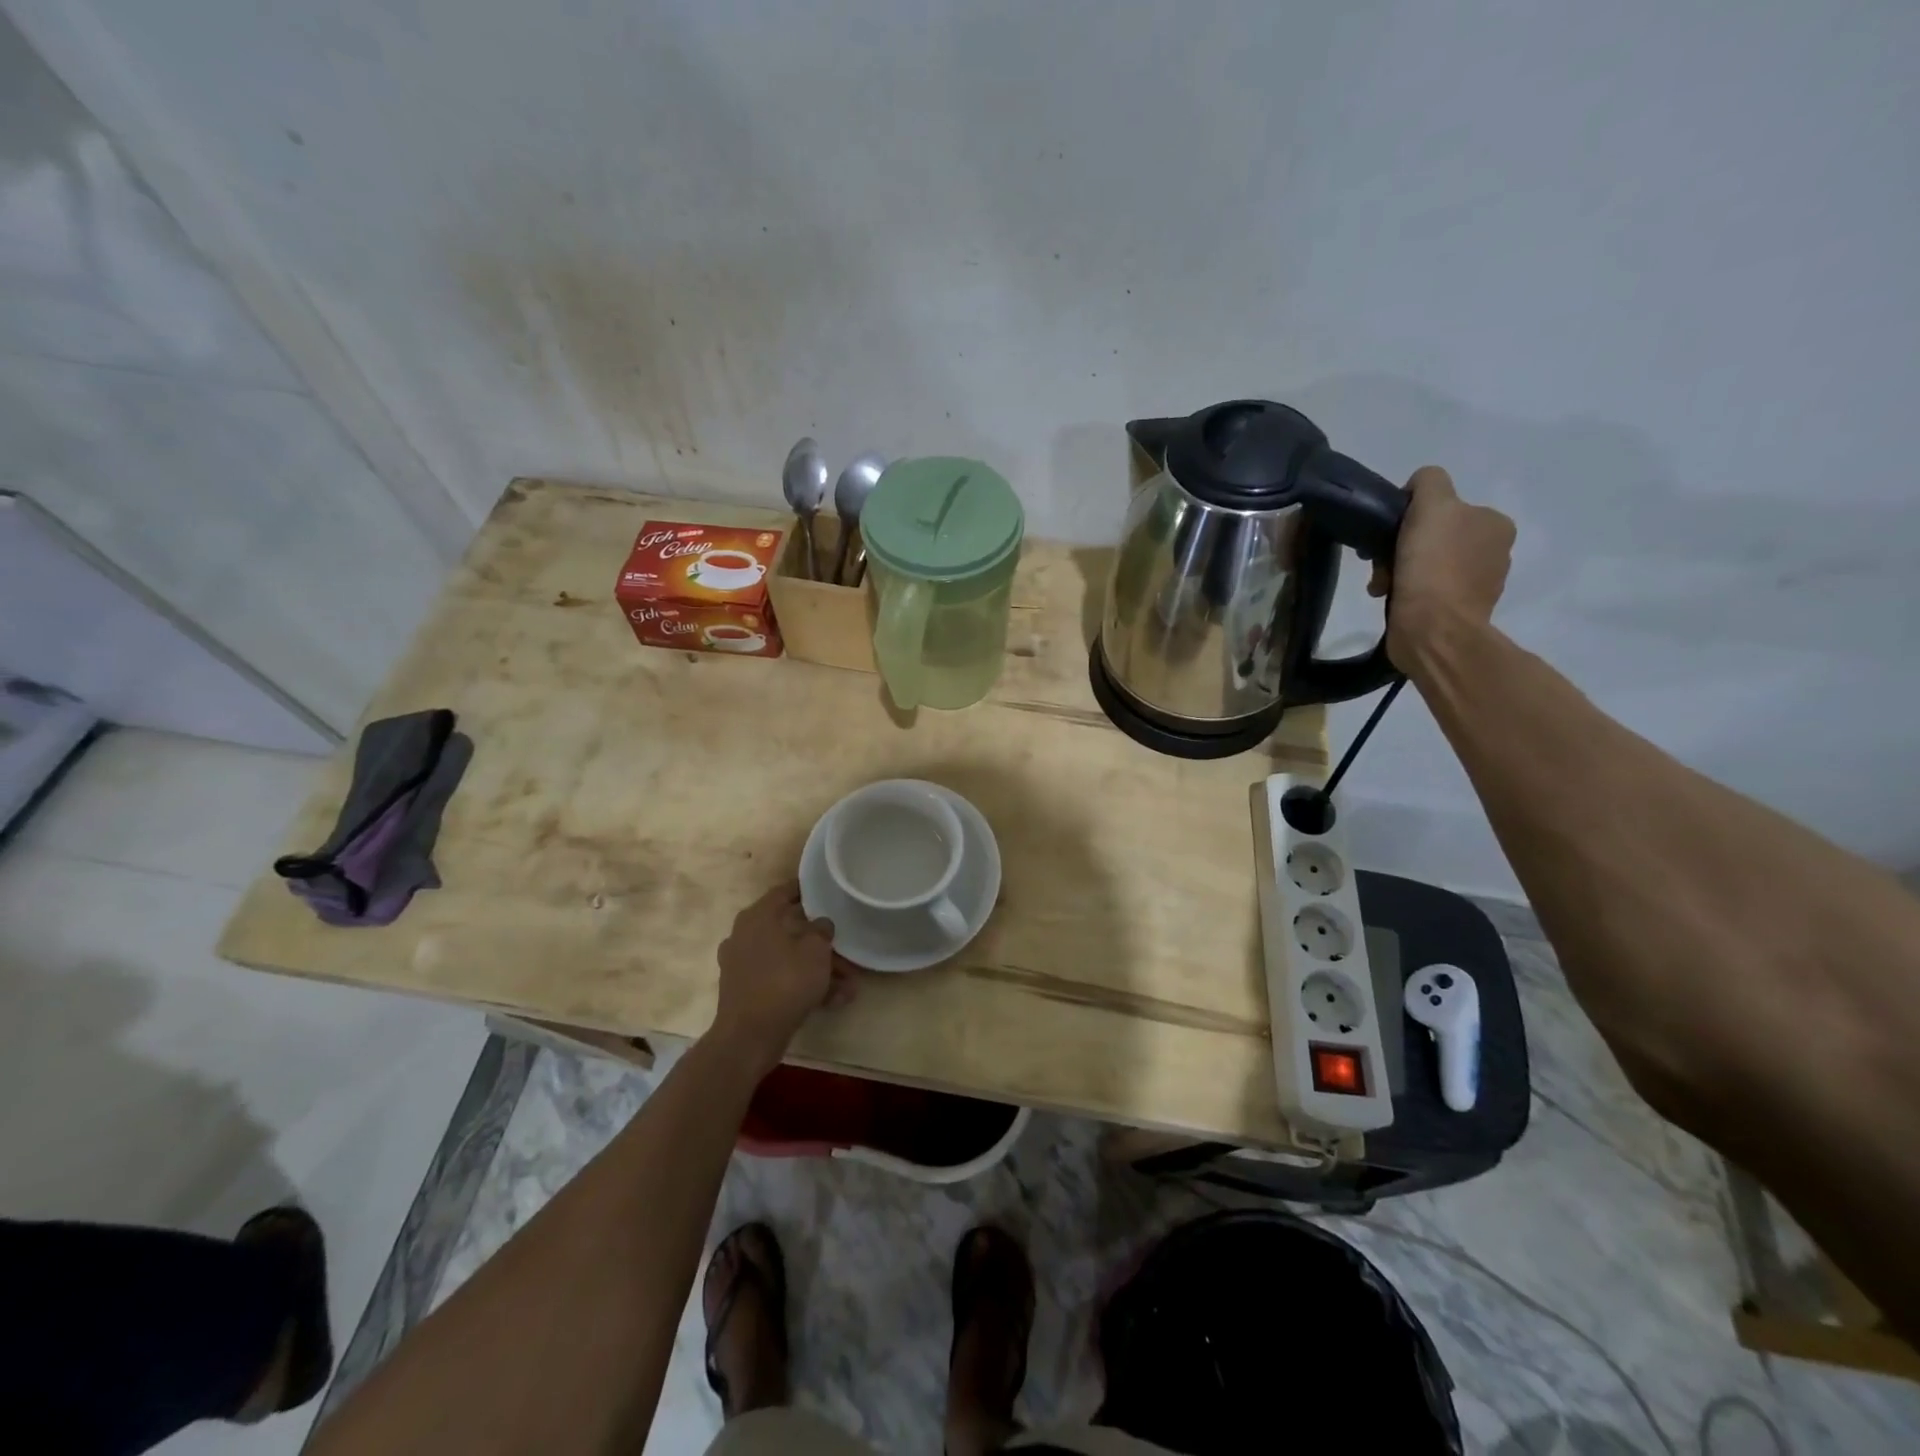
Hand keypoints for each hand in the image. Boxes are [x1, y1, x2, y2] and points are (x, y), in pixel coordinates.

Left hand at [711, 881, 857, 1068]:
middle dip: (820, 943)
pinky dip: (803, 987)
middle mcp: (745, 935)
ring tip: (849, 986)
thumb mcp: (816, 950)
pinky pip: (780, 980)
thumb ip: (822, 930)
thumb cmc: (785, 982)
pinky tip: (833, 1001)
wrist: (749, 1037)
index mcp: (757, 916)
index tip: (827, 890)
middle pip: (790, 930)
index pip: (785, 891)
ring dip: (818, 970)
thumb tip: (821, 923)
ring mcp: (743, 964)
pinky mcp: (746, 991)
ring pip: (788, 958)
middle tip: (845, 949)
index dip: (808, 890)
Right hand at [1368, 466, 1515, 670]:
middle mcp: (1493, 550)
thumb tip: (1419, 487)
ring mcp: (1477, 582)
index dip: (1411, 517)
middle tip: (1380, 564)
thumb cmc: (1433, 566)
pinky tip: (1393, 599)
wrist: (1433, 629)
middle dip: (1402, 547)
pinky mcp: (1457, 610)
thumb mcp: (1432, 507)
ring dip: (1399, 570)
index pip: (1444, 505)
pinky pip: (1426, 590)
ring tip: (1382, 587)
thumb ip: (1430, 483)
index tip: (1391, 534)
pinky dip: (1406, 592)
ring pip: (1426, 564)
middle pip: (1433, 535)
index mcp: (1494, 523)